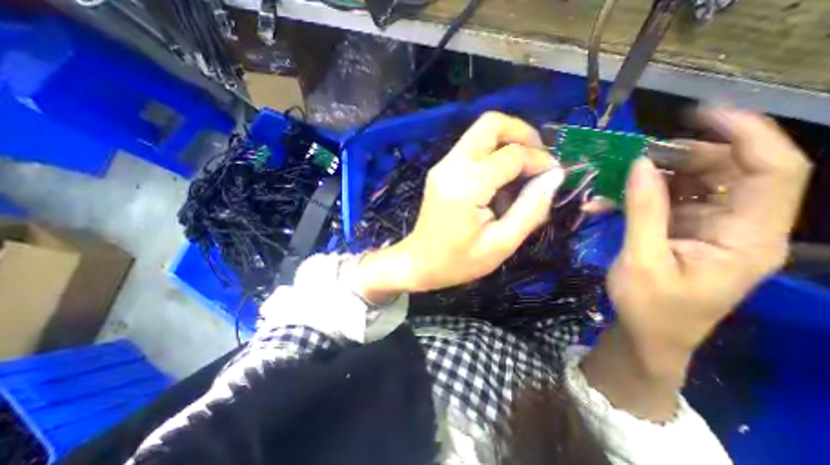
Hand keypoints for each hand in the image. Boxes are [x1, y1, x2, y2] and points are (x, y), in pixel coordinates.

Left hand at [357, 112, 564, 300]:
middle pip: (490, 124)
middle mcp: (451, 166)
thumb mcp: (501, 244)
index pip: (511, 154)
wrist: (418, 262)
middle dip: (522, 133)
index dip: (539, 160)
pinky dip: (493, 152)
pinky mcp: (441, 170)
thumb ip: (531, 209)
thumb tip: (553, 177)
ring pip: (480, 132)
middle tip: (539, 158)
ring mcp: (443, 165)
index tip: (553, 174)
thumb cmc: (457, 261)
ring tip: (524, 169)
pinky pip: (472, 147)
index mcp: (466, 186)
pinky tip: (502, 177)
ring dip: (508, 142)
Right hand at [582, 109, 811, 420]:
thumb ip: (644, 211)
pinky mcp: (681, 230)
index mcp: (747, 237)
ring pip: (690, 184)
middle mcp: (738, 225)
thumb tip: (640, 164)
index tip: (700, 114)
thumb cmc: (650, 306)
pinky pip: (663, 201)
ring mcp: (707, 227)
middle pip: (726, 172)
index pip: (774, 171)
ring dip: (649, 178)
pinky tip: (603, 203)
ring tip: (610, 180)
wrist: (648, 332)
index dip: (746, 134)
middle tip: (633, 155)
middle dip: (680, 157)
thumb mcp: (642, 259)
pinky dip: (634, 197)